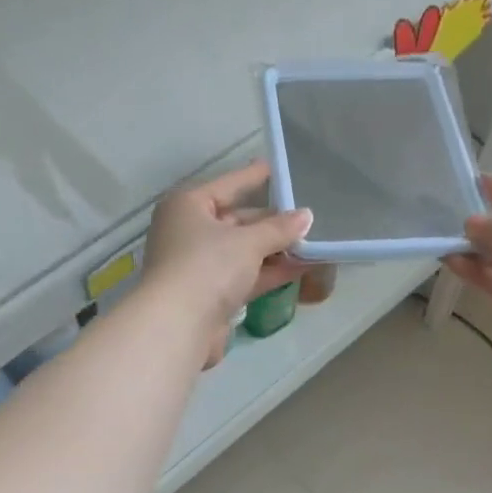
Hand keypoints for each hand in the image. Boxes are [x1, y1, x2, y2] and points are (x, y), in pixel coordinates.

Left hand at [142, 161, 312, 366]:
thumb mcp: (248, 242)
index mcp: (188, 206)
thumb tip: (307, 216)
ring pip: (242, 251)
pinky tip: (300, 268)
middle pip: (237, 221)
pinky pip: (245, 276)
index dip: (253, 177)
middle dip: (271, 222)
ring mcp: (199, 266)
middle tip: (306, 217)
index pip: (228, 185)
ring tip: (312, 243)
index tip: (276, 167)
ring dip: (275, 249)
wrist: (179, 325)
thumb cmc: (207, 266)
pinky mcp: (210, 295)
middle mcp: (189, 232)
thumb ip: (279, 229)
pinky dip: (269, 271)